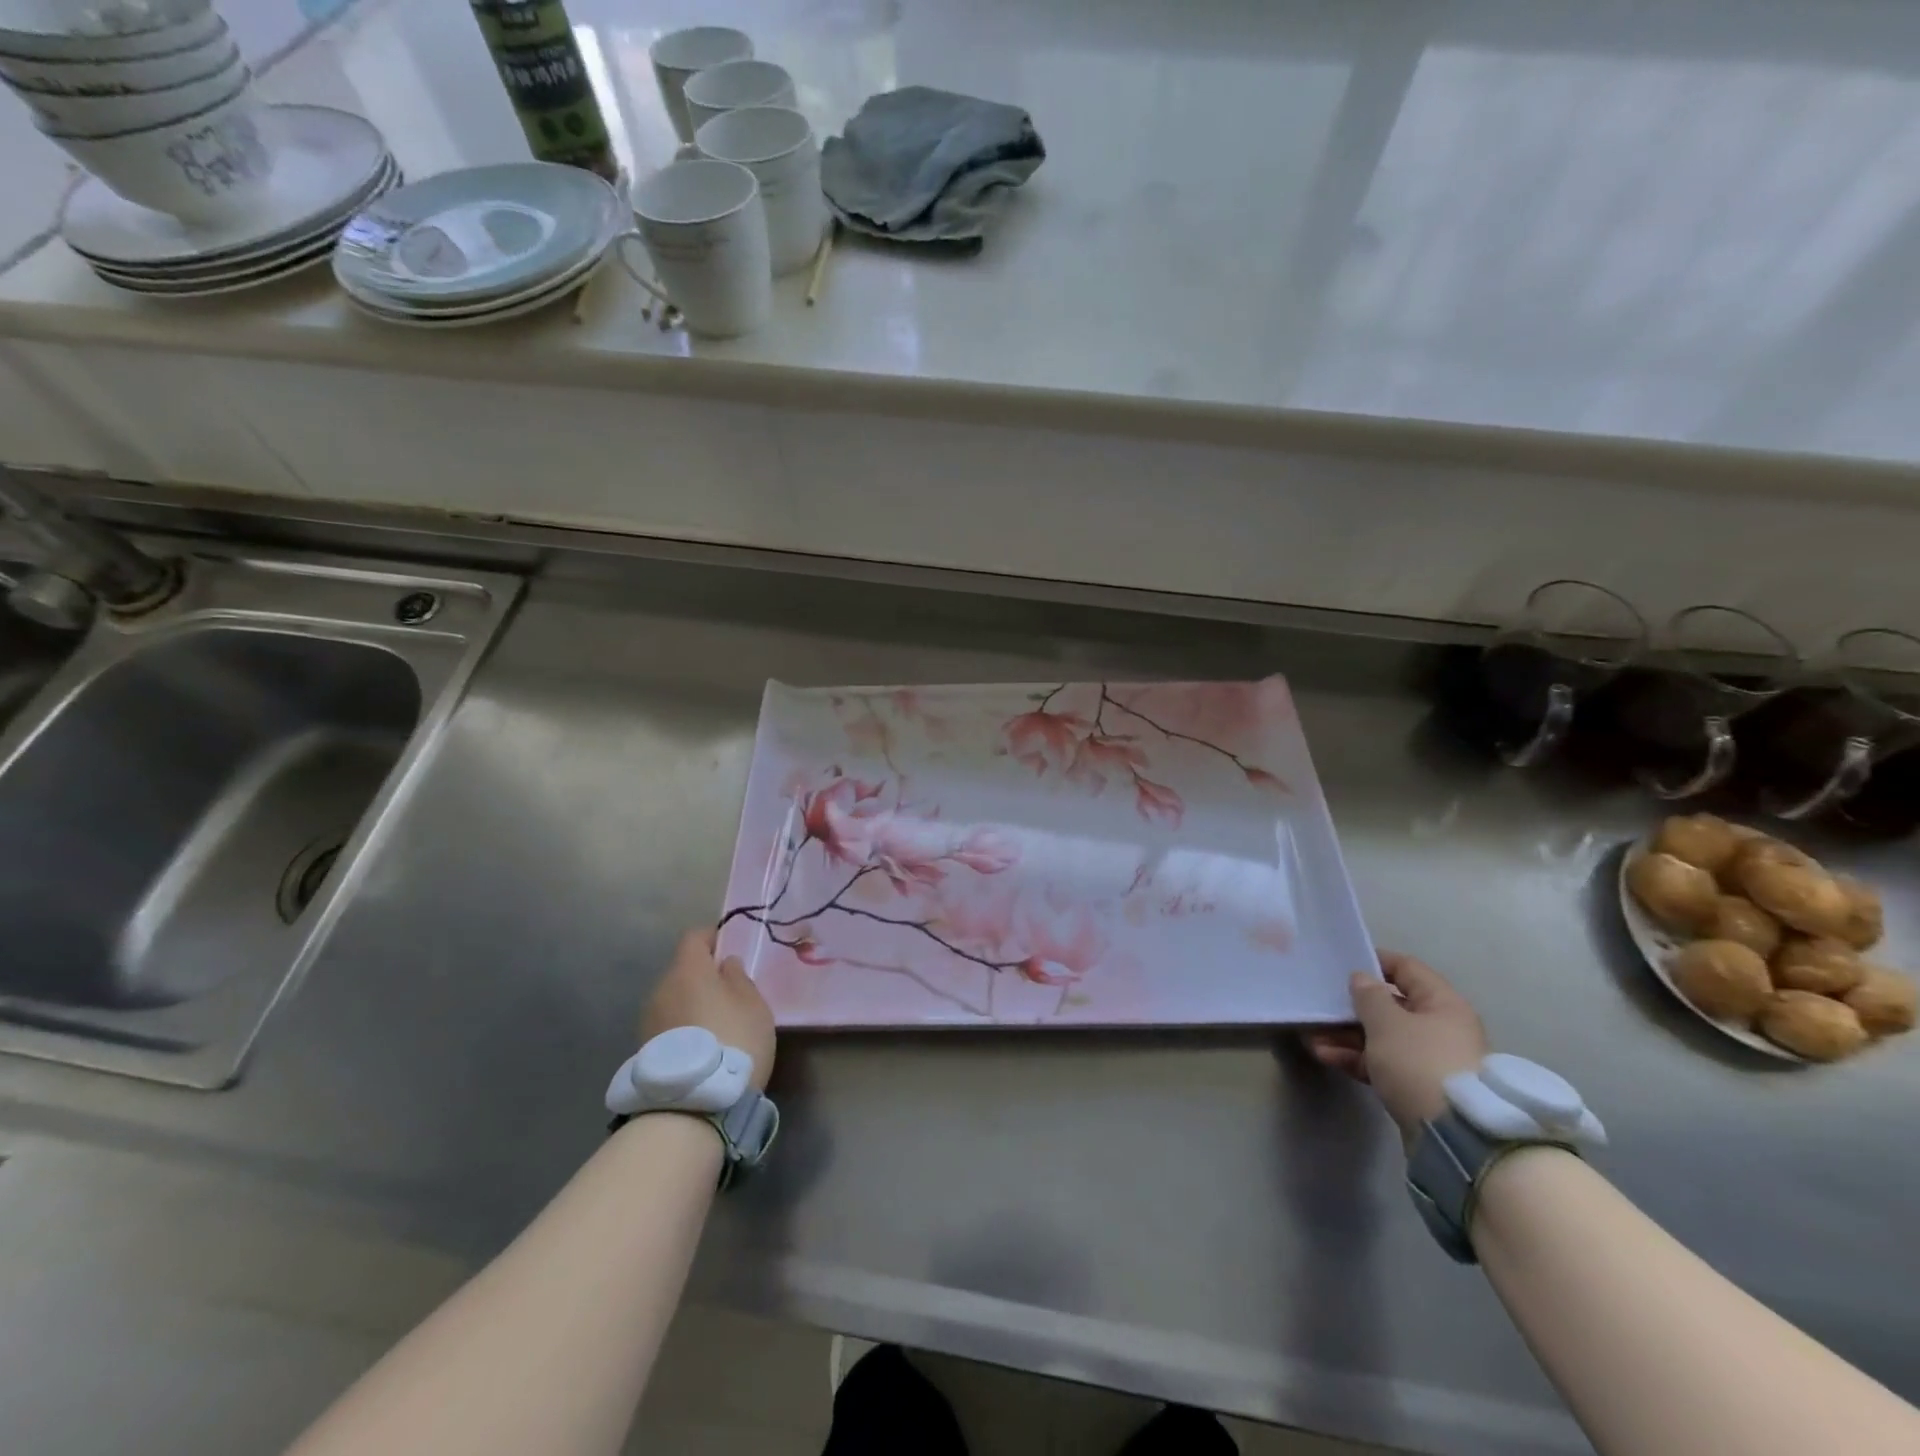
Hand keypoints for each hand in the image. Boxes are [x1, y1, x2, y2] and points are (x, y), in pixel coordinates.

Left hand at [641, 929, 775, 1091]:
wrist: (694, 1104)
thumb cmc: (734, 1040)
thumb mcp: (753, 1004)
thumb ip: (738, 977)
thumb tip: (725, 964)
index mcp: (688, 969)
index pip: (694, 938)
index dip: (712, 938)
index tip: (729, 947)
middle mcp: (661, 988)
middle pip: (682, 971)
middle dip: (703, 976)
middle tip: (729, 993)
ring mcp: (648, 1020)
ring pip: (674, 999)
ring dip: (692, 1004)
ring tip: (716, 1025)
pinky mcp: (644, 1050)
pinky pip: (668, 1025)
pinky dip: (683, 1028)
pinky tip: (702, 1048)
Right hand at [1304, 951, 1488, 1148]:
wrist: (1455, 1135)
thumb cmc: (1420, 1062)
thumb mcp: (1387, 1022)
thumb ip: (1369, 996)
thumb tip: (1362, 978)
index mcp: (1442, 1004)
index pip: (1407, 969)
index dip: (1375, 961)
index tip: (1342, 962)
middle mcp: (1439, 1027)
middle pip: (1390, 1006)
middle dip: (1352, 1007)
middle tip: (1320, 1005)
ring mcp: (1429, 1059)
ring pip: (1381, 1037)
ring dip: (1346, 1035)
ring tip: (1312, 1036)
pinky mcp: (1417, 1086)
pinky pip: (1382, 1063)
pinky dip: (1355, 1058)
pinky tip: (1325, 1056)